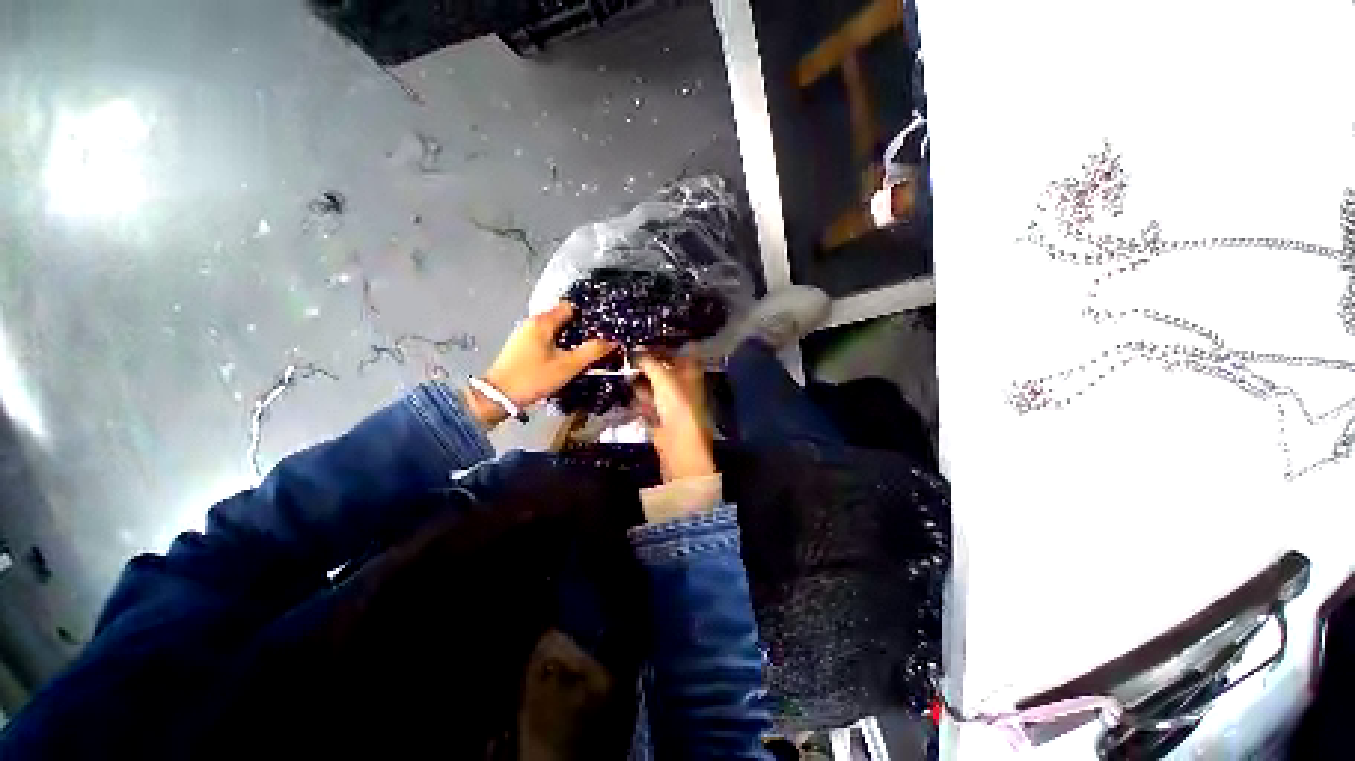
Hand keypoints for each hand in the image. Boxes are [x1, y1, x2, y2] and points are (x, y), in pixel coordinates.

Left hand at [463, 303, 615, 429]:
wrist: (499, 397)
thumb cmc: (534, 378)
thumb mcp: (568, 366)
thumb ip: (592, 352)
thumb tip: (613, 341)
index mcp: (543, 322)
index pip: (570, 307)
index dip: (587, 316)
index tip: (601, 328)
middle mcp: (532, 322)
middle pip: (562, 318)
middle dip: (580, 328)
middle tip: (597, 342)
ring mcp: (524, 334)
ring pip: (554, 329)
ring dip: (569, 338)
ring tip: (585, 351)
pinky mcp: (521, 346)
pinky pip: (545, 338)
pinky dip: (558, 344)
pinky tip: (566, 358)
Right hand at [634, 353, 716, 481]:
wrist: (678, 444)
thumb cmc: (677, 405)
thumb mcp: (662, 377)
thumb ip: (649, 362)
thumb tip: (636, 350)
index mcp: (691, 373)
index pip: (682, 352)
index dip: (667, 346)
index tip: (648, 340)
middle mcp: (683, 387)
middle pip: (666, 370)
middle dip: (650, 365)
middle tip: (631, 357)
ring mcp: (672, 404)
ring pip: (655, 388)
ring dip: (642, 382)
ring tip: (625, 373)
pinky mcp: (662, 419)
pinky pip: (648, 406)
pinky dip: (639, 401)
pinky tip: (628, 396)